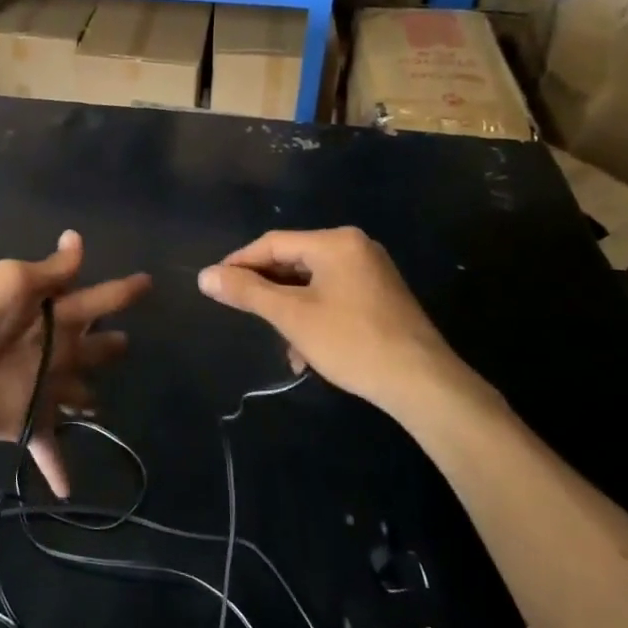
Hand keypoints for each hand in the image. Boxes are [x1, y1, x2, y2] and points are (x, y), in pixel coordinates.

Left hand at [0, 231, 149, 497]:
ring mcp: (42, 387)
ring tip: (103, 408)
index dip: (122, 292)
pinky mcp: (26, 421)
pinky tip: (70, 491)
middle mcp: (54, 347)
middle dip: (108, 346)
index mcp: (53, 312)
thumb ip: (52, 270)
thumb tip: (77, 238)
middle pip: (91, 346)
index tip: (148, 283)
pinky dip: (60, 467)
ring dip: (89, 400)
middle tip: (125, 345)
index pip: (97, 299)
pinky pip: (48, 446)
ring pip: (78, 394)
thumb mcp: (13, 280)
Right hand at [197, 227, 469, 417]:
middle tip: (242, 312)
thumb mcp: (292, 316)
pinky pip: (333, 297)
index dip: (240, 263)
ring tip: (280, 344)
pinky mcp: (381, 298)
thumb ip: (247, 292)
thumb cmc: (352, 342)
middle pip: (294, 262)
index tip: (214, 285)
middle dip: (268, 291)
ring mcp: (372, 273)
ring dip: (290, 311)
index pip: (273, 243)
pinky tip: (307, 353)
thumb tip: (204, 276)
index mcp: (335, 242)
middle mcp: (355, 248)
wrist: (423, 385)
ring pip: (312, 284)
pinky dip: (314, 318)